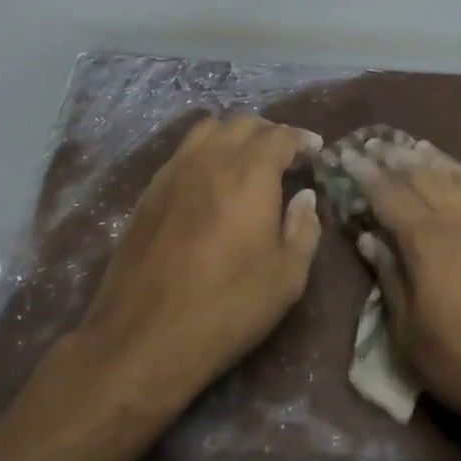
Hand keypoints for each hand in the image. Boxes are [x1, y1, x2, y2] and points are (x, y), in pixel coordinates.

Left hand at [78, 113, 323, 402]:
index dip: (302, 138)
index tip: (315, 149)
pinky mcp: (148, 193)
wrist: (144, 337)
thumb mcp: (287, 277)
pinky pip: (182, 153)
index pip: (280, 136)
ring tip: (246, 160)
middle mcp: (210, 159)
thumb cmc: (228, 306)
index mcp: (249, 173)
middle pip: (242, 123)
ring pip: (207, 130)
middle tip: (286, 155)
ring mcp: (173, 172)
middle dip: (270, 132)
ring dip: (233, 135)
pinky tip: (210, 181)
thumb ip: (303, 229)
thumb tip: (304, 198)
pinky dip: (204, 152)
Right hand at [341, 137, 460, 444]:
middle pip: (422, 175)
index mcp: (426, 239)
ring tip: (412, 147)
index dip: (365, 174)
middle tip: (373, 144)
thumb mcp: (410, 332)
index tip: (346, 156)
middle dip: (395, 158)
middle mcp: (458, 219)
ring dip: (431, 158)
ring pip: (456, 176)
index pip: (388, 194)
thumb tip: (369, 237)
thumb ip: (389, 277)